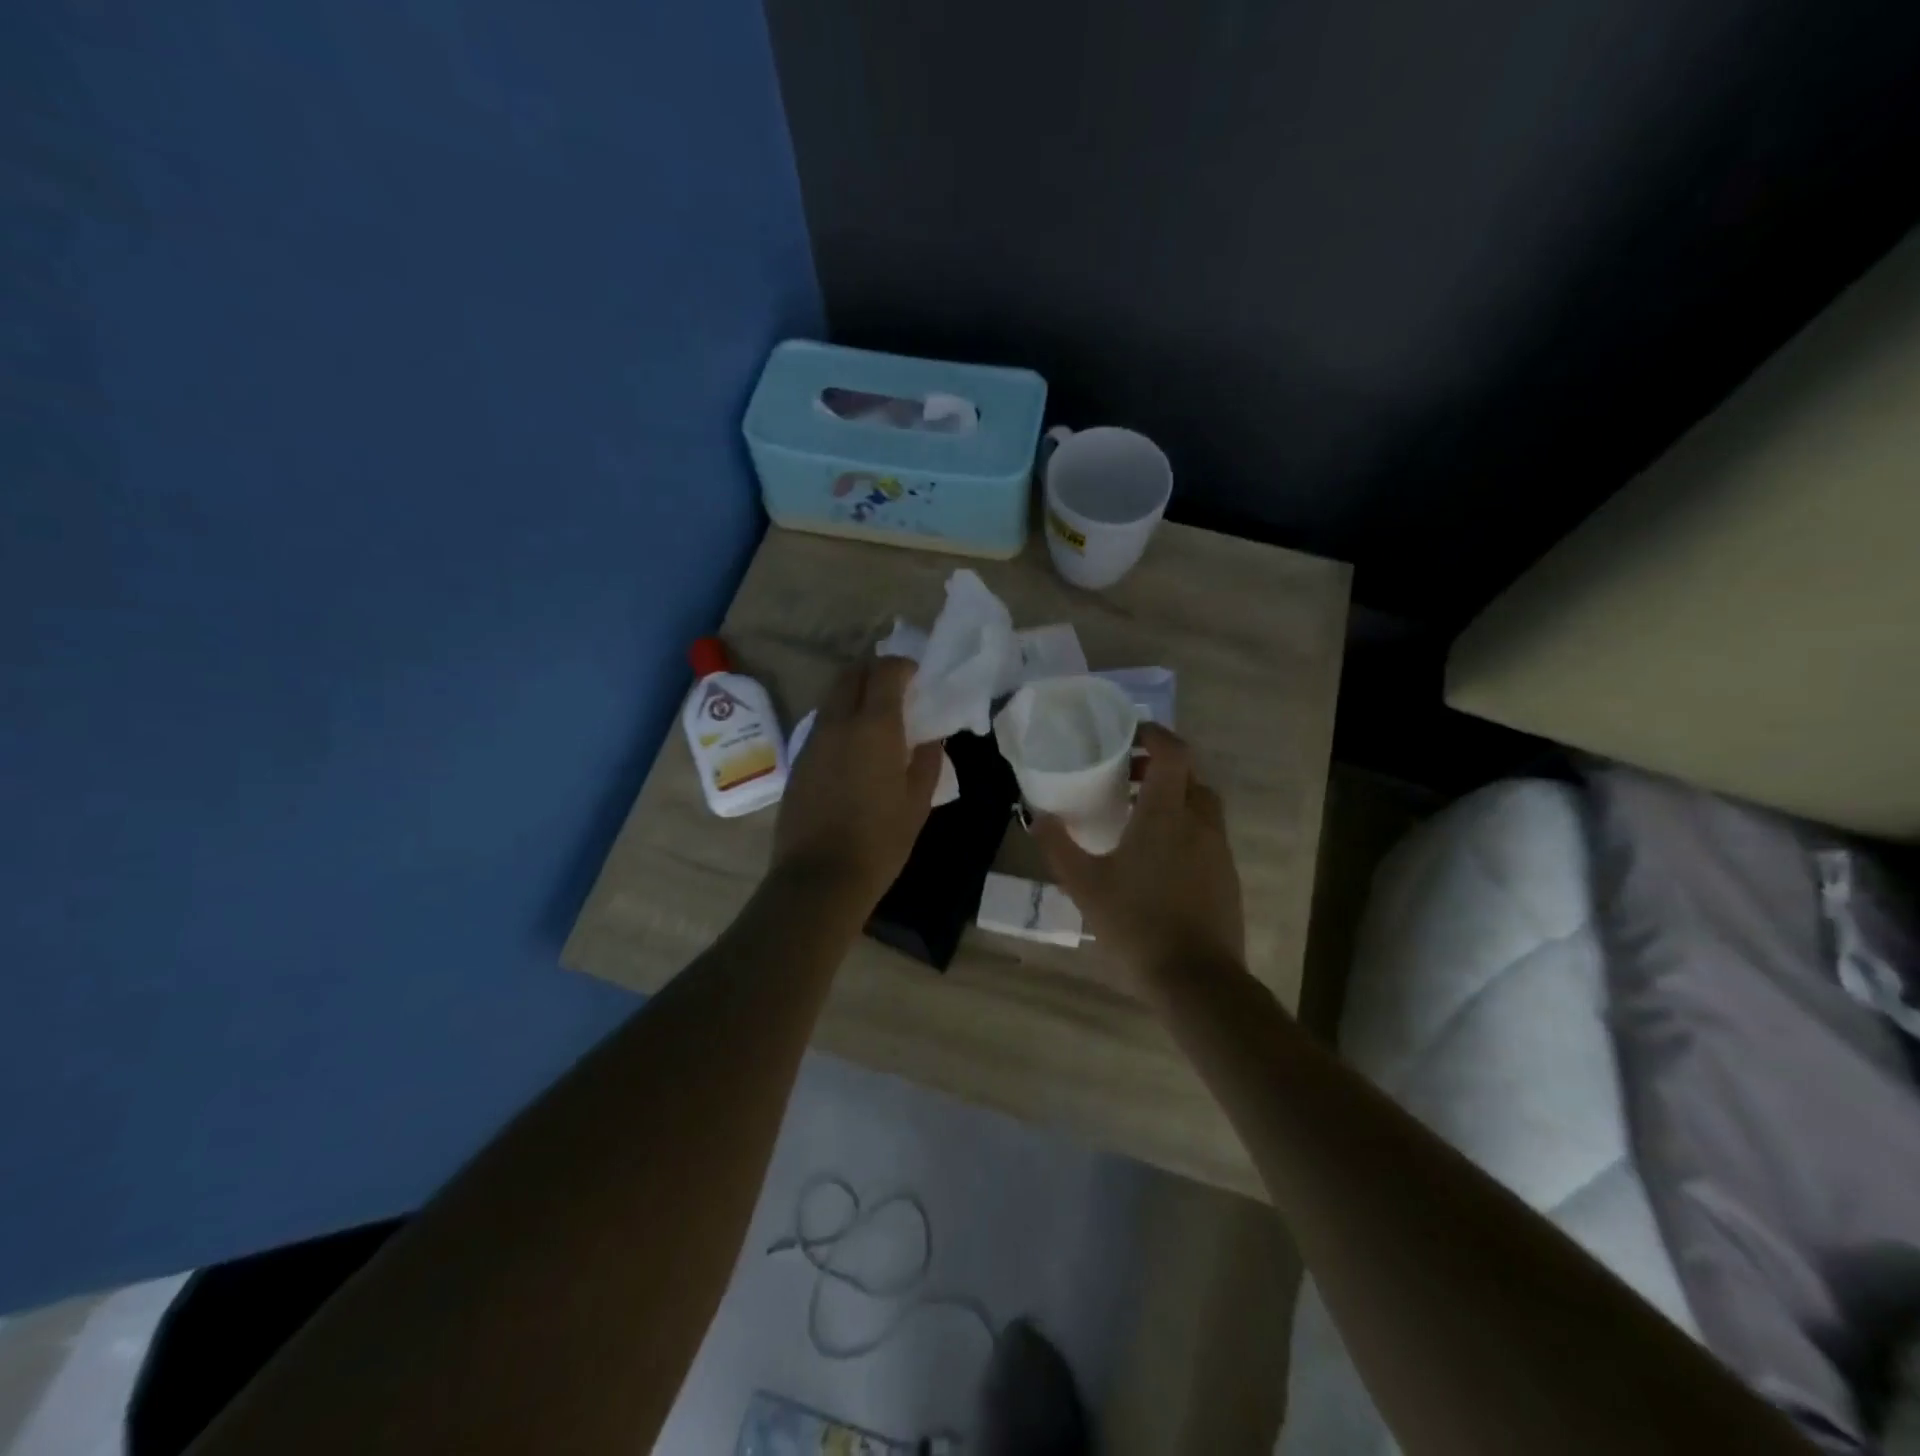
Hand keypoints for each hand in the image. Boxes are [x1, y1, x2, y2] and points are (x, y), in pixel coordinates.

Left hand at [772, 657, 942, 911]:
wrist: (820, 877)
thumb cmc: (880, 840)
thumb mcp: (917, 802)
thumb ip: (927, 760)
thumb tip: (930, 737)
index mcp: (874, 727)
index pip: (885, 672)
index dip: (903, 666)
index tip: (917, 676)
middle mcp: (838, 723)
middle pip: (851, 674)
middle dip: (874, 671)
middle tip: (896, 689)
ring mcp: (813, 741)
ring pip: (833, 698)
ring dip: (855, 694)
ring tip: (877, 719)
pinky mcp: (798, 761)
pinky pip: (822, 725)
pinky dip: (840, 720)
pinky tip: (854, 749)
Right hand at [1032, 723, 1245, 993]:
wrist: (1196, 979)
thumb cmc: (1137, 923)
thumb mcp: (1085, 885)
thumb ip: (1059, 846)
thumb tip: (1037, 815)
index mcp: (1167, 814)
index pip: (1173, 752)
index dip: (1154, 734)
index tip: (1129, 733)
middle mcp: (1199, 823)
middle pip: (1189, 776)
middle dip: (1160, 768)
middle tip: (1127, 778)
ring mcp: (1218, 851)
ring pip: (1200, 806)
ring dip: (1174, 798)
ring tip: (1139, 818)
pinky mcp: (1227, 877)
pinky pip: (1206, 835)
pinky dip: (1185, 828)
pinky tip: (1158, 858)